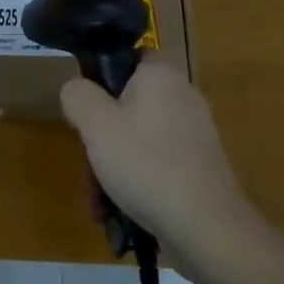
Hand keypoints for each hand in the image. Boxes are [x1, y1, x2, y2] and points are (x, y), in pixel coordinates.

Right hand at [59, 55, 252, 257]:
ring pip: (140, 137)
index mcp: (161, 74)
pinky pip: (158, 162)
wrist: (205, 227)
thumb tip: (77, 89)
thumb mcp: (95, 124)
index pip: (128, 56)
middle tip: (90, 160)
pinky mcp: (200, 166)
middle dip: (104, 134)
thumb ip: (78, 95)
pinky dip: (139, 180)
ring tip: (102, 200)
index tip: (87, 108)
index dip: (102, 76)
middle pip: (130, 102)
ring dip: (116, 164)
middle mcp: (183, 95)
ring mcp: (195, 133)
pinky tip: (125, 212)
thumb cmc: (146, 164)